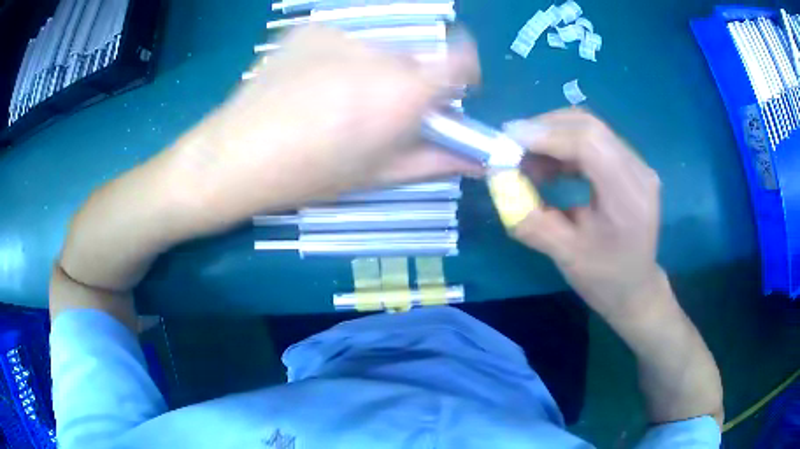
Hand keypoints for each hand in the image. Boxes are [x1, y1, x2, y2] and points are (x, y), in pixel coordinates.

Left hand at [168, 26, 481, 230]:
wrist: (234, 155)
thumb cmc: (308, 175)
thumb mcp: (376, 176)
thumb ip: (437, 161)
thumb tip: (481, 161)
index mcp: (402, 92)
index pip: (462, 57)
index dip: (464, 72)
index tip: (449, 94)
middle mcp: (378, 53)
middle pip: (415, 59)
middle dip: (409, 84)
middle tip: (377, 114)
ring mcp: (340, 35)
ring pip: (378, 50)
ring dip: (372, 72)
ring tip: (334, 103)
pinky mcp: (309, 30)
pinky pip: (342, 42)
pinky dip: (339, 60)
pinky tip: (309, 87)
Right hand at [503, 109, 662, 318]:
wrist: (635, 288)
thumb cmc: (603, 278)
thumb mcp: (564, 256)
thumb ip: (530, 219)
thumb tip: (499, 182)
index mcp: (628, 197)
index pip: (589, 143)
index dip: (547, 135)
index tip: (509, 140)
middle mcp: (639, 171)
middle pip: (589, 126)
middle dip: (545, 129)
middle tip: (513, 146)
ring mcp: (638, 165)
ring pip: (591, 128)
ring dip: (554, 136)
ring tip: (528, 159)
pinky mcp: (632, 165)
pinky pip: (596, 141)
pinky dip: (567, 145)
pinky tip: (551, 165)